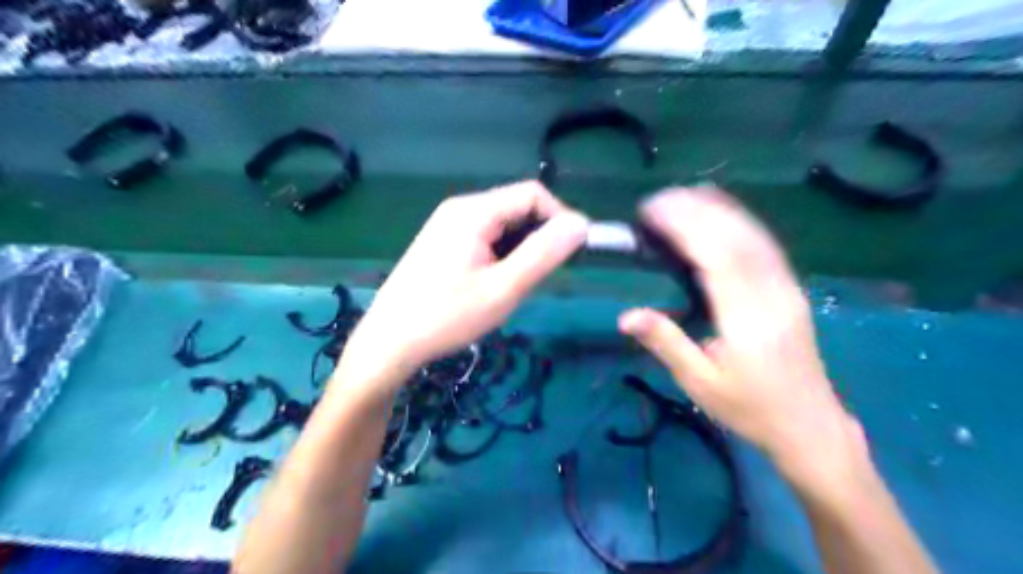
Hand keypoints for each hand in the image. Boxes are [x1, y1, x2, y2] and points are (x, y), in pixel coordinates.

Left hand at [340, 181, 582, 388]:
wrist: (389, 341)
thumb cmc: (447, 316)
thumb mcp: (503, 288)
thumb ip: (543, 254)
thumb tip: (580, 223)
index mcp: (474, 211)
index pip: (533, 194)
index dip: (560, 218)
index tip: (574, 252)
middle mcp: (460, 209)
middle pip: (517, 207)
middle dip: (540, 236)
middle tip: (543, 276)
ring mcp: (448, 225)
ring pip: (502, 225)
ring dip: (521, 248)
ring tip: (518, 284)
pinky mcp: (443, 243)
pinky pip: (485, 237)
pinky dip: (502, 254)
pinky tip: (496, 283)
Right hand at [615, 187, 860, 468]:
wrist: (811, 428)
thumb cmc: (751, 409)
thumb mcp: (701, 384)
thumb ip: (666, 344)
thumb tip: (626, 315)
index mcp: (748, 320)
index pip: (716, 257)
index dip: (684, 226)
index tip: (651, 212)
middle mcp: (772, 294)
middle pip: (735, 237)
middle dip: (695, 210)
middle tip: (656, 201)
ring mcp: (786, 288)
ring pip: (753, 235)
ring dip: (717, 209)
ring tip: (681, 196)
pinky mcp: (790, 288)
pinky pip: (764, 244)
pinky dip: (739, 220)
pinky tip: (719, 211)